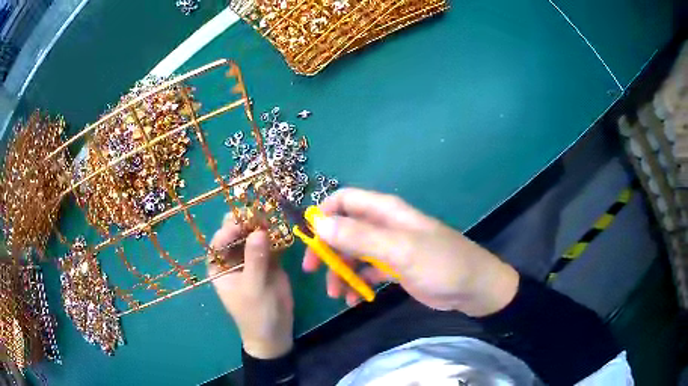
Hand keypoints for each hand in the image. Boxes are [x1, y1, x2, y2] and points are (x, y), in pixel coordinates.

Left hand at [209, 214, 293, 358]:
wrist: (275, 332)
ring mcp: (250, 258)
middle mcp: (232, 258)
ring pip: (253, 235)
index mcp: (219, 266)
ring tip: (273, 216)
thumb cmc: (256, 314)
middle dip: (246, 222)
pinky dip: (276, 235)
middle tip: (259, 213)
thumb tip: (259, 231)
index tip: (244, 220)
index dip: (229, 229)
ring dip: (262, 225)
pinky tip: (282, 227)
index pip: (220, 241)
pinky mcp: (268, 260)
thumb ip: (255, 260)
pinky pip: (270, 243)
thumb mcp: (254, 288)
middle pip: (235, 234)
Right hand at [302, 188, 519, 316]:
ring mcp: (388, 249)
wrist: (473, 288)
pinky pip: (366, 272)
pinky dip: (356, 284)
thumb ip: (360, 237)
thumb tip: (319, 223)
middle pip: (344, 229)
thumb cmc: (441, 264)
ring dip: (340, 271)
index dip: (323, 214)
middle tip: (313, 271)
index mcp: (386, 212)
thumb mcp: (400, 250)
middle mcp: (384, 226)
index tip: (308, 238)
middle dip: (327, 249)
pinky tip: (354, 300)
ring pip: (352, 253)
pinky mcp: (394, 269)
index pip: (345, 200)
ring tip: (337, 295)